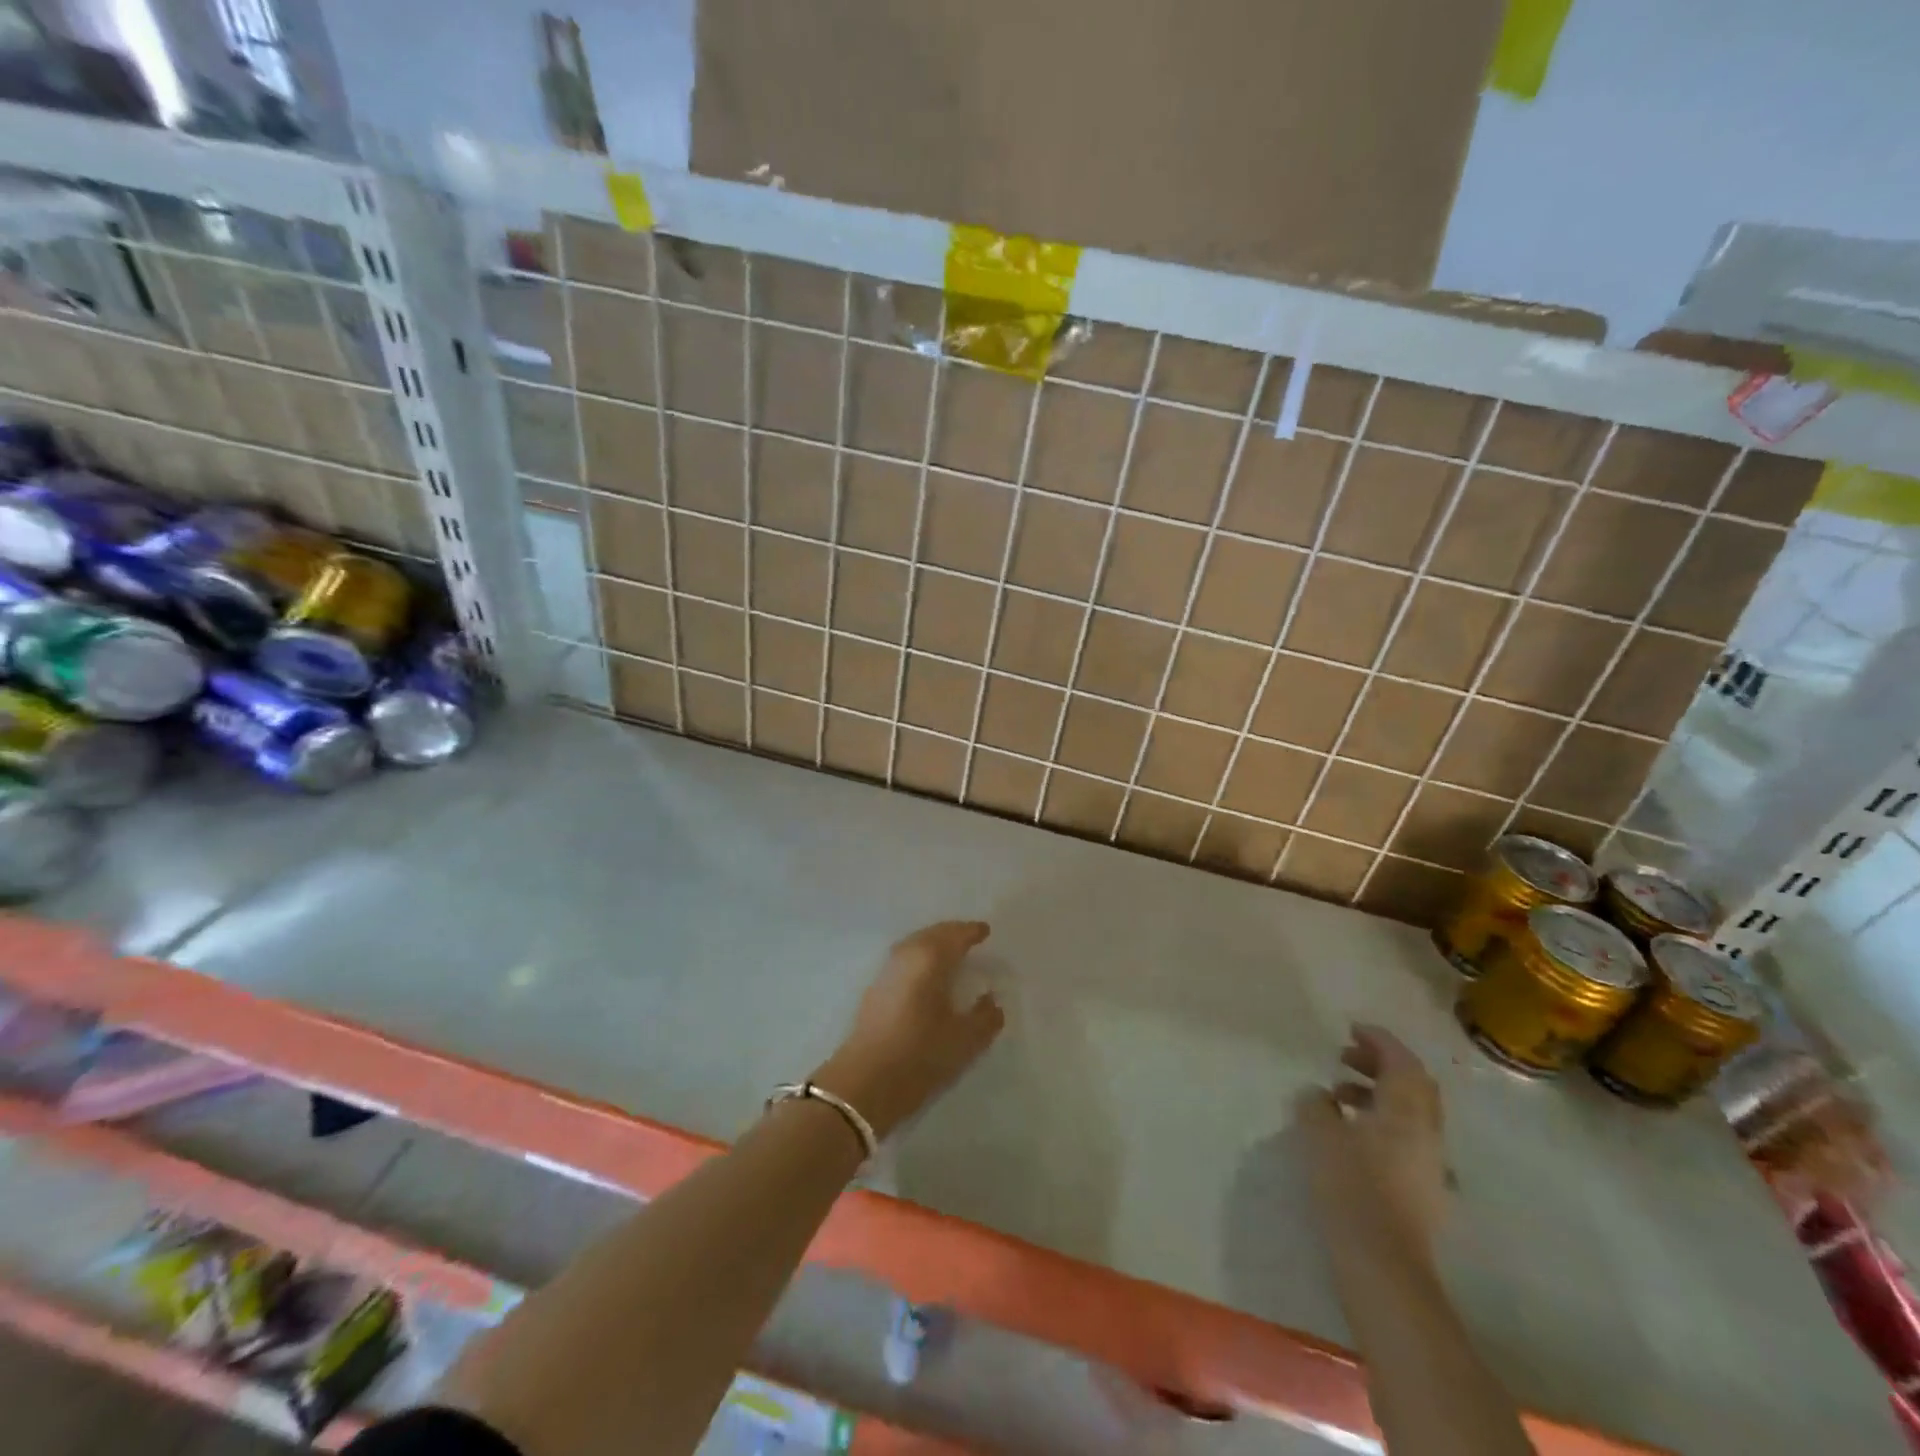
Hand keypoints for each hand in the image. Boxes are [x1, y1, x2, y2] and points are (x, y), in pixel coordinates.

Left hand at [814, 921, 1003, 1139]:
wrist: (864, 1083)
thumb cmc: (920, 1055)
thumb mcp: (965, 1040)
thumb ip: (986, 1016)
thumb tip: (991, 1000)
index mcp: (931, 958)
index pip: (956, 935)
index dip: (973, 932)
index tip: (986, 931)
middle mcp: (907, 955)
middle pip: (933, 934)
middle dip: (952, 933)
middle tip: (970, 936)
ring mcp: (887, 970)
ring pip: (915, 944)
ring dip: (934, 943)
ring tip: (951, 953)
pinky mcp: (875, 989)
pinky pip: (905, 958)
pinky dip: (920, 957)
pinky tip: (928, 973)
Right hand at [1296, 1024, 1449, 1263]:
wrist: (1385, 1267)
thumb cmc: (1352, 1189)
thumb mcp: (1321, 1137)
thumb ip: (1316, 1106)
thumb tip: (1317, 1093)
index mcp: (1406, 1112)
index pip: (1402, 1063)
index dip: (1379, 1041)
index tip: (1352, 1028)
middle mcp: (1426, 1133)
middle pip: (1413, 1086)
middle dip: (1381, 1065)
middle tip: (1344, 1056)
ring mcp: (1429, 1165)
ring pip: (1409, 1113)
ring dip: (1377, 1094)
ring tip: (1338, 1096)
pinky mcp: (1423, 1190)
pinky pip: (1405, 1138)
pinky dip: (1380, 1121)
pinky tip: (1350, 1135)